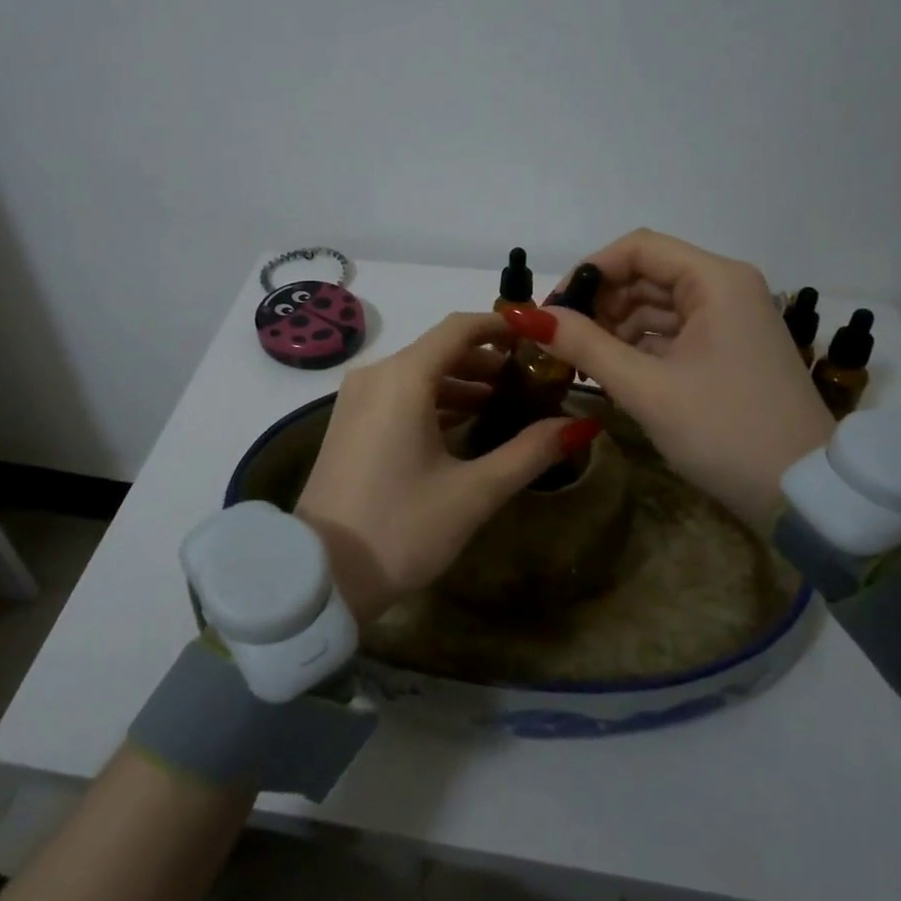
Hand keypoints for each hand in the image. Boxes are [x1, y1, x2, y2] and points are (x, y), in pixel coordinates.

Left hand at [296, 312, 598, 624]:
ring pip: (419, 372)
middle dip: (487, 358)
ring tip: (506, 401)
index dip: (503, 326)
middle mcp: (376, 375)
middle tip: (532, 378)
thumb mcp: (473, 493)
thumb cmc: (401, 528)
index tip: (540, 338)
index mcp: (403, 378)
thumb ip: (529, 453)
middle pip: (440, 348)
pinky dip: (434, 398)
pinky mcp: (350, 420)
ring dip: (462, 381)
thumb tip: (580, 425)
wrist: (321, 574)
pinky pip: (399, 393)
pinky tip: (465, 422)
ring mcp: (358, 397)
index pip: (460, 329)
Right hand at [511, 230, 833, 533]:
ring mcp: (731, 321)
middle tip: (561, 341)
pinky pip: (673, 333)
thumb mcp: (647, 388)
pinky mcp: (729, 351)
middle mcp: (726, 289)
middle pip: (647, 275)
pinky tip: (611, 372)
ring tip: (580, 362)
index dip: (589, 271)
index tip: (554, 308)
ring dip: (615, 328)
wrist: (805, 495)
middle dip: (600, 303)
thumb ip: (585, 345)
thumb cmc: (725, 431)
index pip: (638, 248)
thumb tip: (527, 317)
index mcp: (715, 281)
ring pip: (657, 306)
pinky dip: (639, 347)